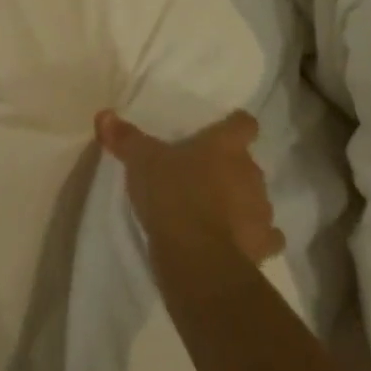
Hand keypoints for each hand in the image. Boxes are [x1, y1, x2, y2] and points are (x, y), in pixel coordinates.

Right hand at [96, 109, 283, 267]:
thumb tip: (104, 115)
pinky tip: (238, 241)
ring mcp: (261, 210)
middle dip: (232, 169)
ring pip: (257, 198)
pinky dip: (255, 237)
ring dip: (242, 202)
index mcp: (225, 146)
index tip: (225, 130)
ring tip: (218, 211)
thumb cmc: (171, 194)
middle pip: (248, 163)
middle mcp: (250, 173)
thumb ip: (126, 138)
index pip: (244, 124)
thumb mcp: (141, 161)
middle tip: (205, 176)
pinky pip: (266, 236)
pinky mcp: (263, 245)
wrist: (197, 256)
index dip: (236, 126)